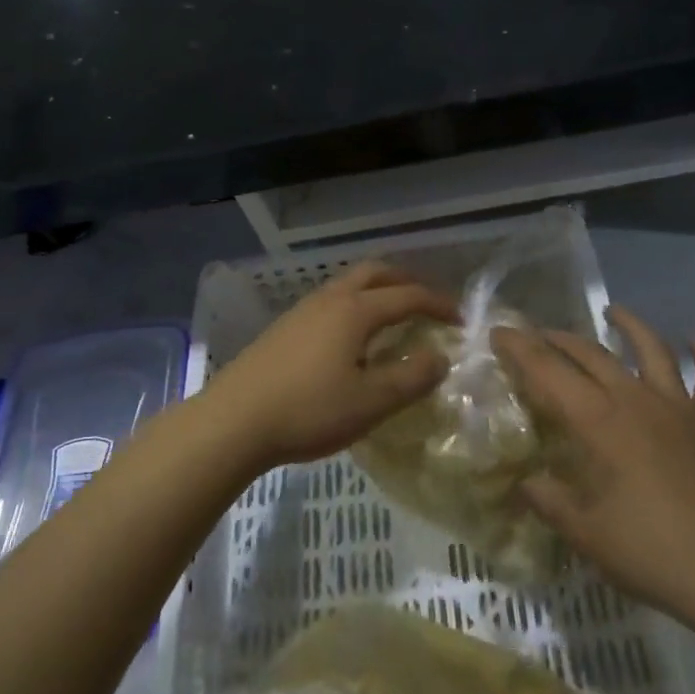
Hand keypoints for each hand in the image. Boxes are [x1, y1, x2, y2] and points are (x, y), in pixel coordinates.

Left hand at [200, 262, 457, 473]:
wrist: (234, 420)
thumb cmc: (308, 411)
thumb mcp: (371, 402)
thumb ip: (411, 377)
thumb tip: (440, 356)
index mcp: (355, 311)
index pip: (408, 295)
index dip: (438, 304)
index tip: (460, 320)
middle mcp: (330, 299)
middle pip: (375, 273)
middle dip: (407, 281)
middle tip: (427, 304)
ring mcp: (302, 310)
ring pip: (349, 284)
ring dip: (378, 291)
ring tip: (393, 318)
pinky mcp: (284, 327)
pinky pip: (331, 301)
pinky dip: (355, 306)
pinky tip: (352, 339)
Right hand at [491, 306, 694, 618]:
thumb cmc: (648, 549)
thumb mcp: (583, 531)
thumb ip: (548, 500)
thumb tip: (526, 482)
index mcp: (597, 421)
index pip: (548, 371)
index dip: (520, 348)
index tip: (499, 332)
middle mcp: (634, 399)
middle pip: (591, 353)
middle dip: (559, 338)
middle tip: (538, 334)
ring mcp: (677, 406)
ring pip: (652, 350)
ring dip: (631, 326)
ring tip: (614, 311)